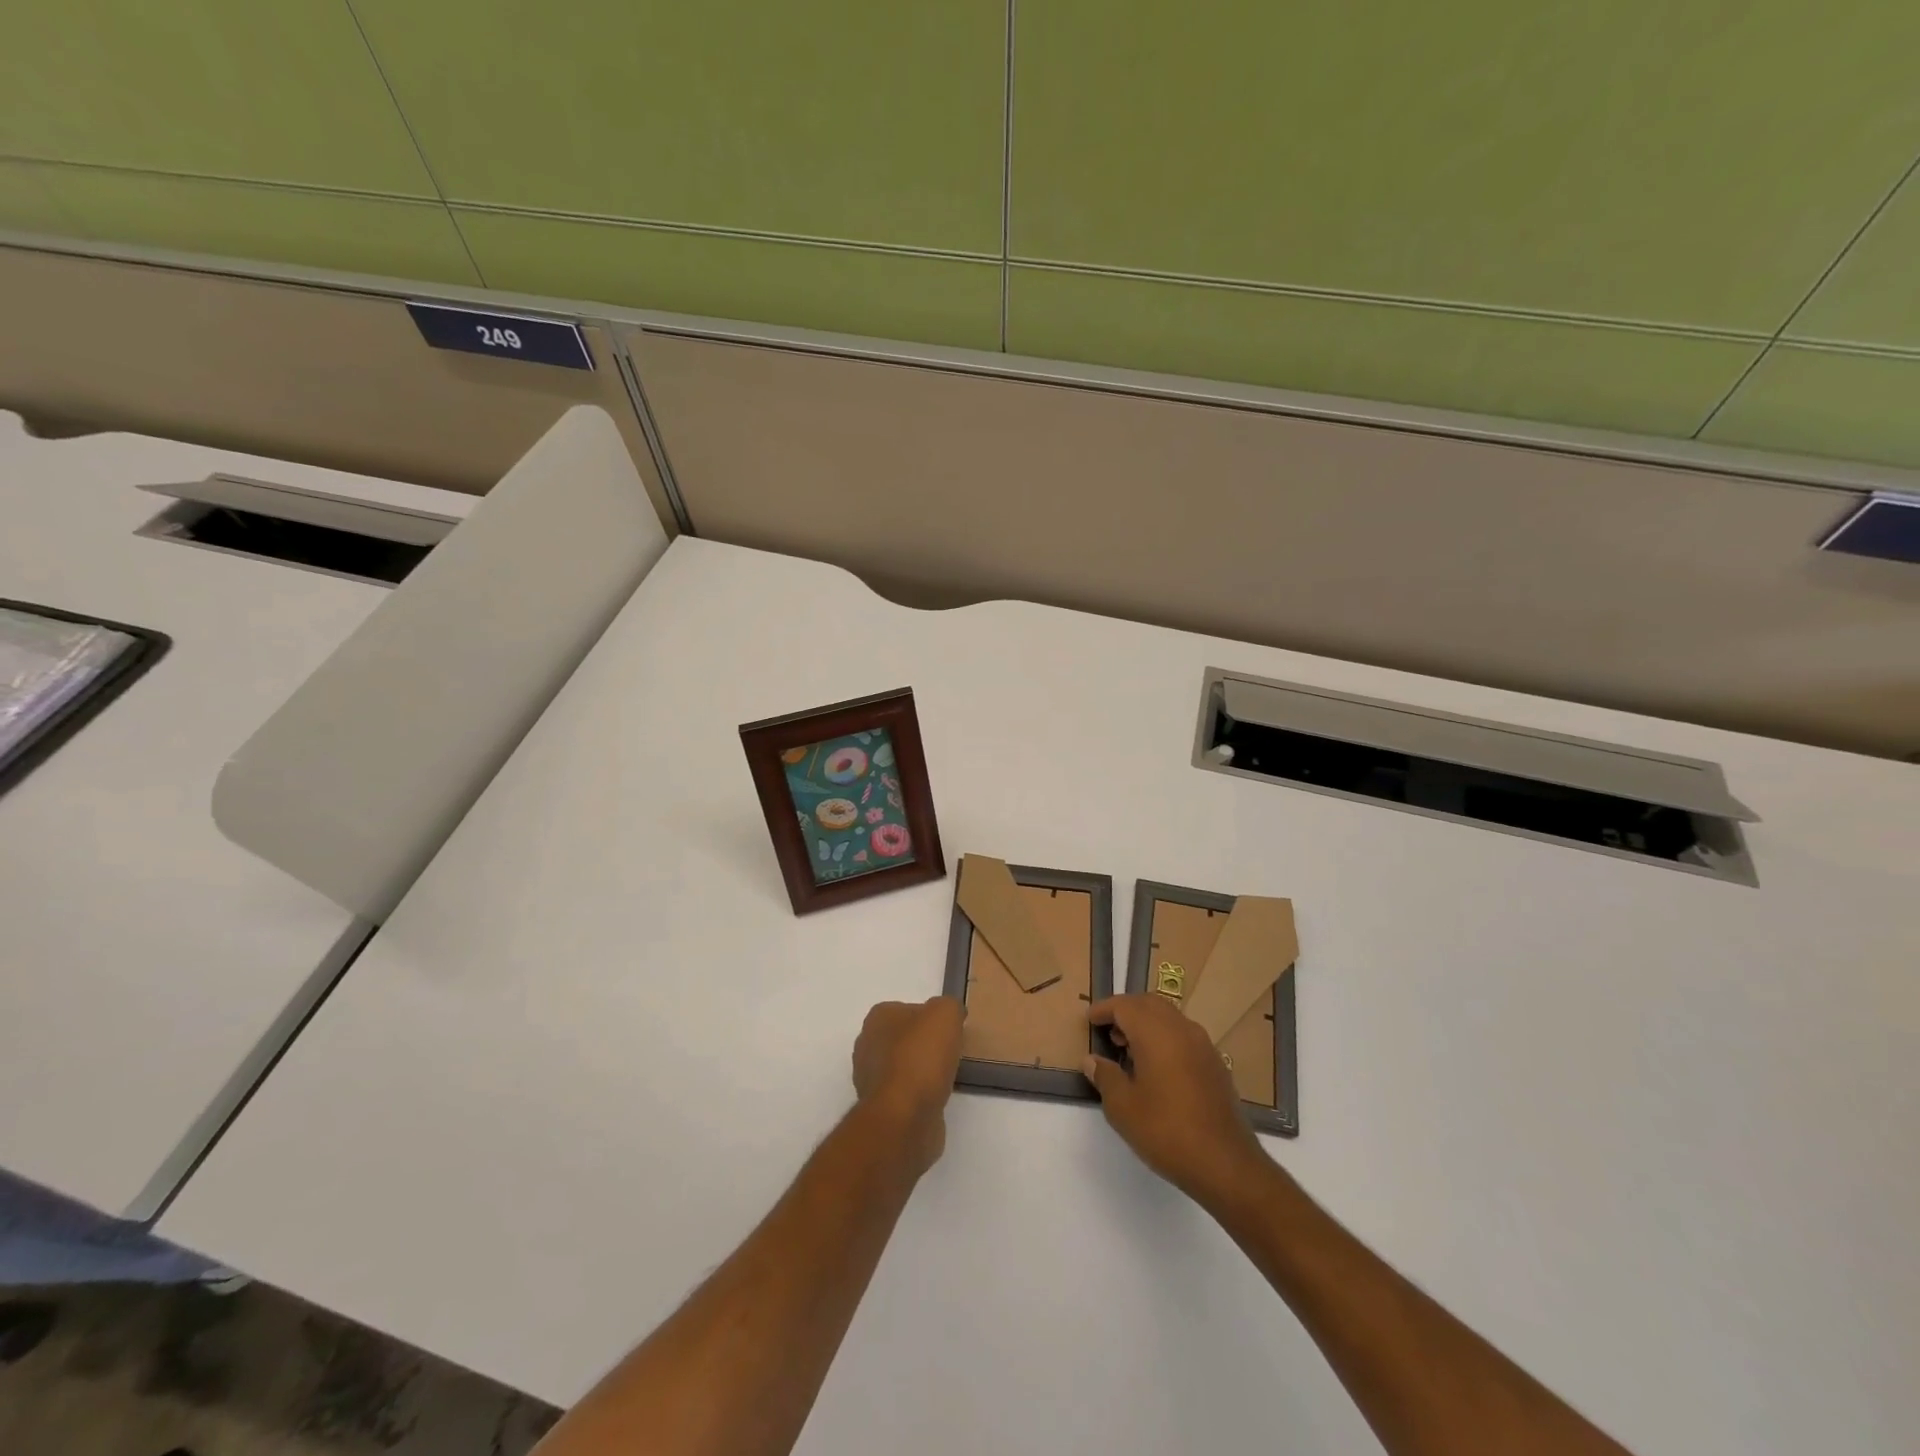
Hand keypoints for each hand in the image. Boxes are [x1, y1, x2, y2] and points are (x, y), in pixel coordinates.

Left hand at [852, 997, 963, 1172]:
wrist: (905, 1116)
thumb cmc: (921, 1056)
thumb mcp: (946, 1013)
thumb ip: (949, 1007)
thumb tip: (951, 1015)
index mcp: (877, 1018)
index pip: (907, 1010)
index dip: (931, 1019)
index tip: (950, 1031)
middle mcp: (867, 1045)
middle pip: (904, 1039)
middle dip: (925, 1045)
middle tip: (950, 1052)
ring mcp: (870, 1079)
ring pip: (904, 1067)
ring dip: (923, 1071)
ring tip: (947, 1076)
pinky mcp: (880, 1108)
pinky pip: (905, 1093)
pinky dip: (920, 1095)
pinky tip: (937, 1097)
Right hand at [1084, 995, 1266, 1206]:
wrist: (1225, 1163)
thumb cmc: (1166, 1131)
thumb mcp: (1122, 1108)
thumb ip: (1104, 1076)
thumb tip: (1092, 1060)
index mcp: (1155, 1033)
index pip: (1124, 1006)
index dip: (1103, 1009)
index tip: (1089, 1019)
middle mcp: (1181, 1029)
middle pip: (1148, 1003)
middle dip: (1125, 1010)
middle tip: (1107, 1030)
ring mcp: (1202, 1045)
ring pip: (1168, 1017)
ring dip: (1146, 1023)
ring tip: (1128, 1049)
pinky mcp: (1215, 1063)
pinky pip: (1183, 1035)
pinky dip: (1164, 1037)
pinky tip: (1157, 1067)